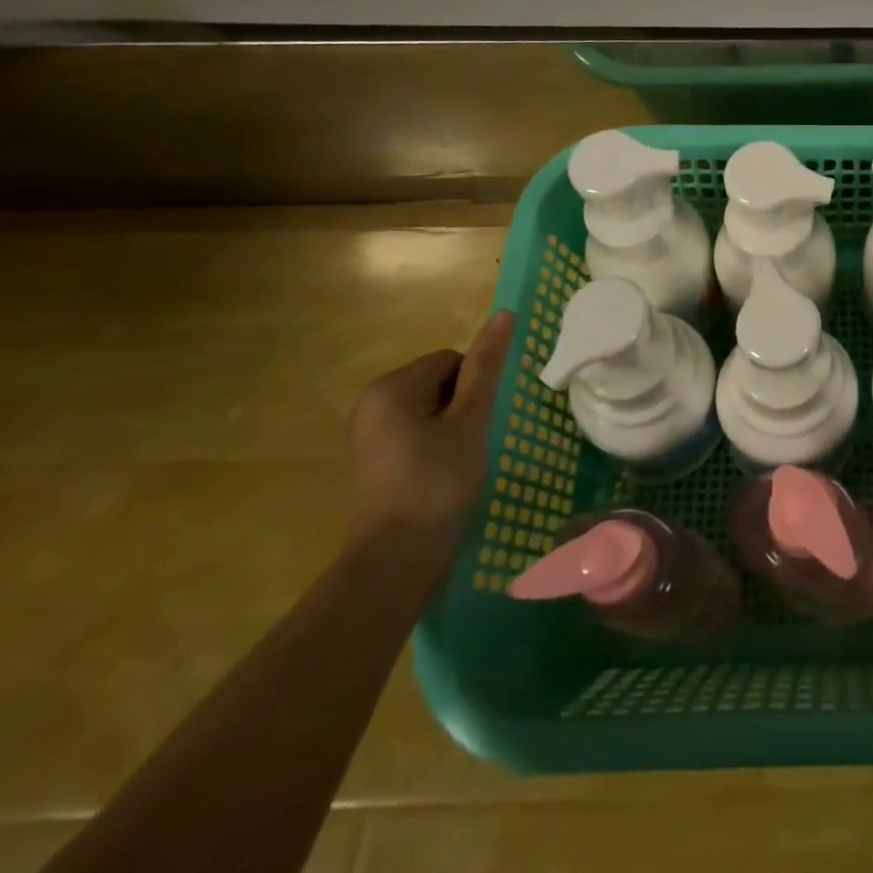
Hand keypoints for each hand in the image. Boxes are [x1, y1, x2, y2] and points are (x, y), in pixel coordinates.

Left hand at [346, 310, 515, 565]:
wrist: (395, 560)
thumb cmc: (437, 482)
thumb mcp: (470, 420)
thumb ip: (487, 366)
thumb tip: (505, 312)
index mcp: (391, 387)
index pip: (452, 360)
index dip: (474, 389)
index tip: (476, 425)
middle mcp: (371, 403)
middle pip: (439, 382)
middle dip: (461, 407)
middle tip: (468, 445)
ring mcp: (367, 434)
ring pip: (430, 410)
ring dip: (451, 428)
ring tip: (456, 462)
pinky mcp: (372, 460)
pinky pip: (415, 433)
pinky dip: (434, 447)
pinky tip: (440, 475)